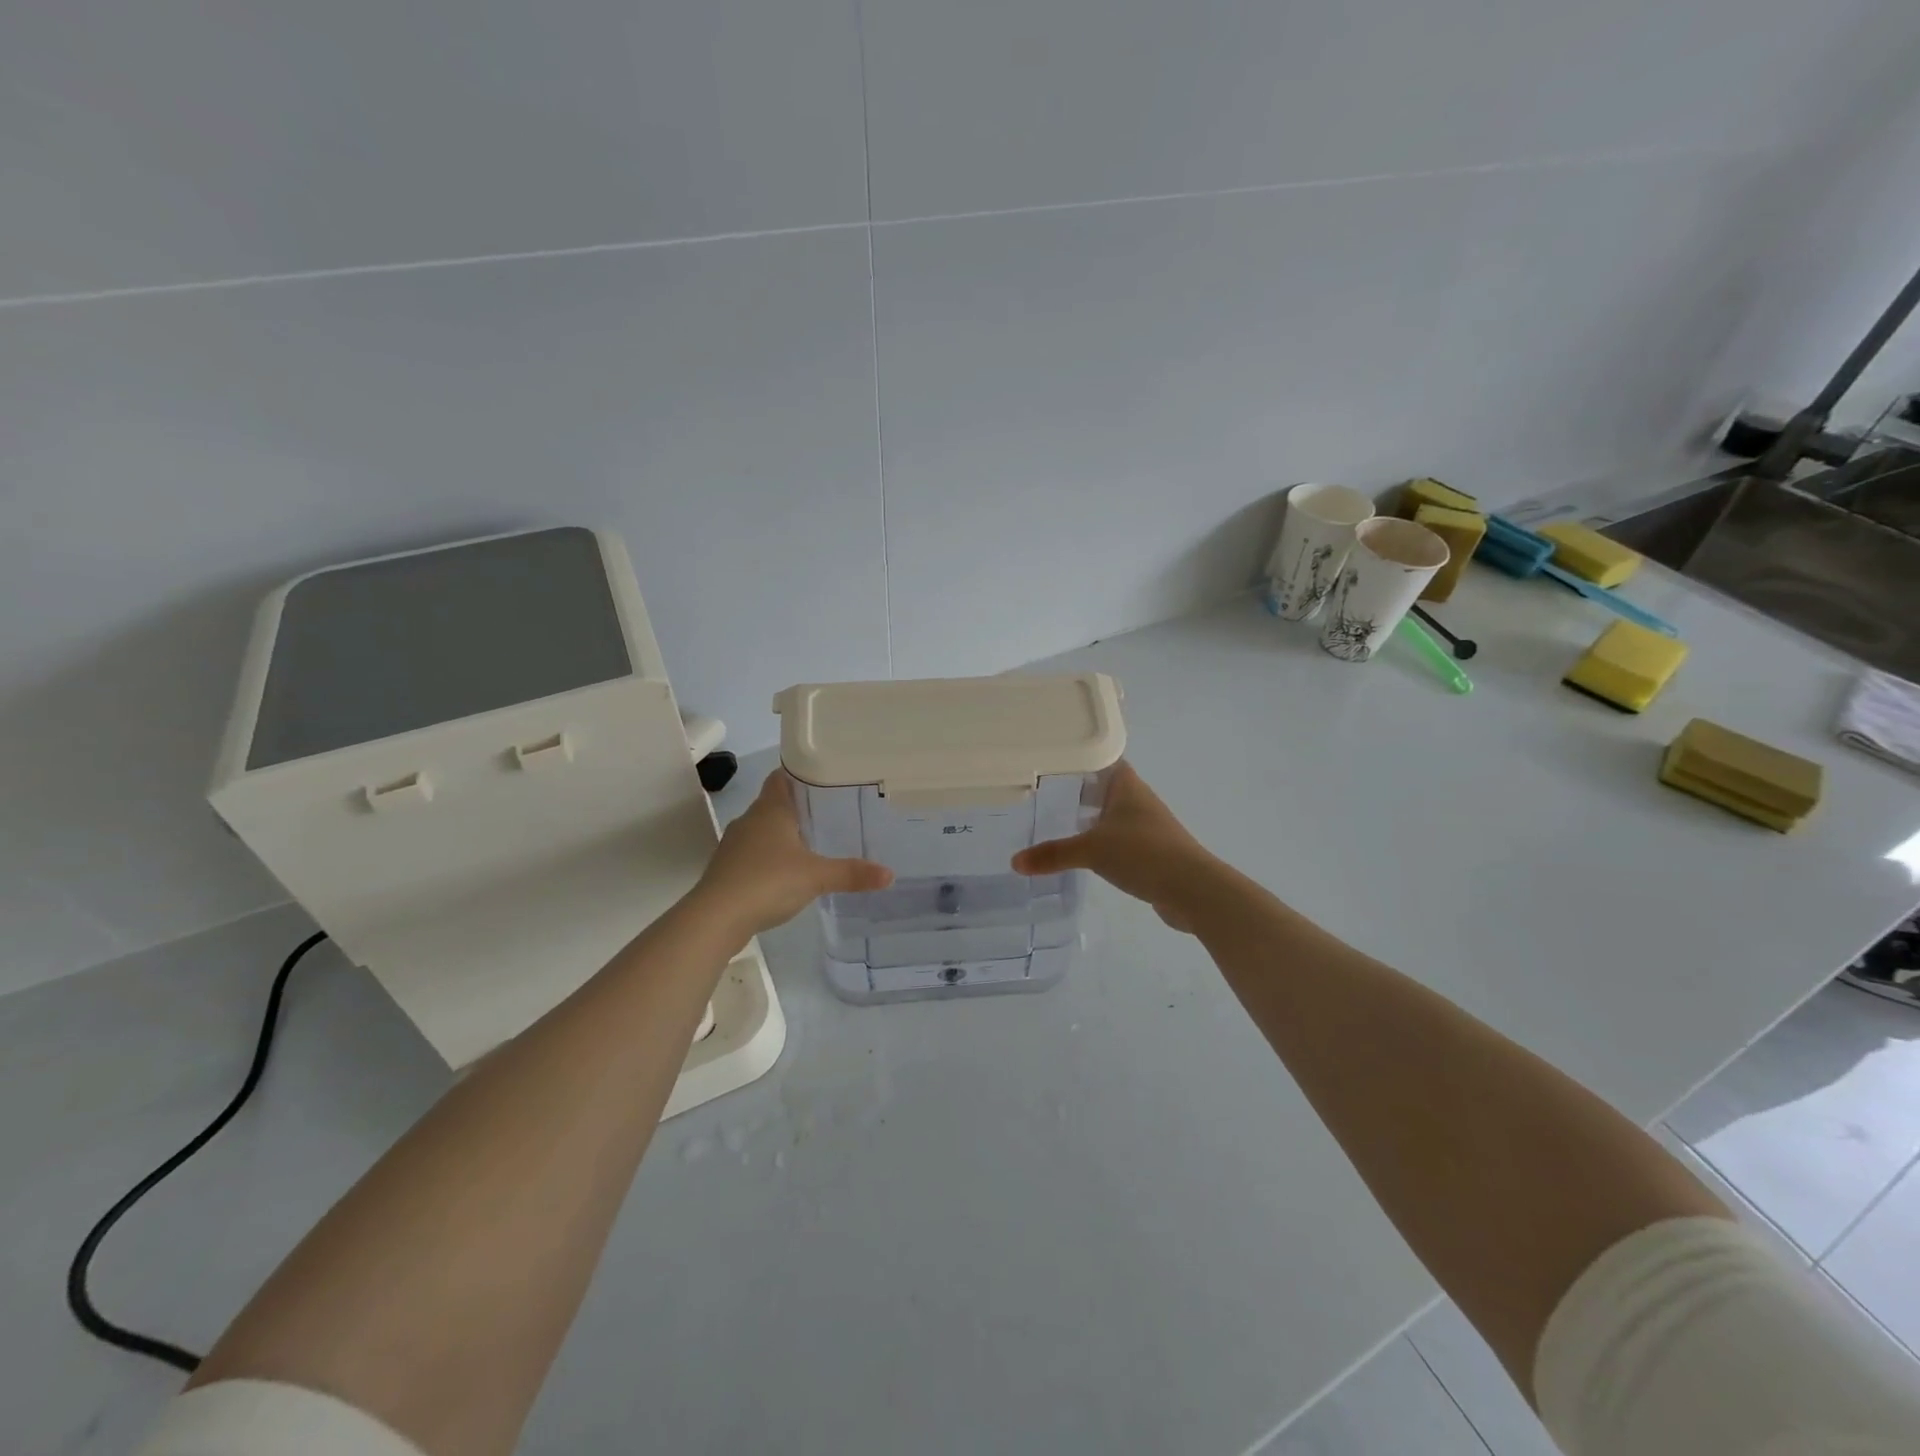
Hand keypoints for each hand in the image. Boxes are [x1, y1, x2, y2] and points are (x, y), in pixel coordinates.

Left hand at [695, 771, 892, 936]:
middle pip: (775, 804)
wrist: (716, 918)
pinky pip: (754, 854)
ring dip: (784, 835)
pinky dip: (771, 858)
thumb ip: (852, 873)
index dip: (800, 775)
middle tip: (831, 814)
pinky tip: (788, 873)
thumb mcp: (816, 877)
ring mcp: (735, 845)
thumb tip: (889, 874)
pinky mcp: (728, 869)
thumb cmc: (767, 882)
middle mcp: (750, 820)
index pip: (782, 777)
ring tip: (814, 844)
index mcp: (770, 809)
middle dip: (799, 808)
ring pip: (763, 830)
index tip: (825, 780)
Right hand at [1012, 761, 1218, 931]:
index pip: (1101, 760)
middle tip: (1045, 793)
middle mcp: (1139, 800)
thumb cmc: (1142, 854)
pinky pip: (1121, 840)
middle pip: (1106, 787)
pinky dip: (1103, 842)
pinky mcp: (1153, 852)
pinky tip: (1086, 854)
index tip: (1051, 761)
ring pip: (1114, 814)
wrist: (1192, 889)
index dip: (1079, 758)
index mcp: (1127, 786)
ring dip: (1092, 817)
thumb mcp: (1091, 851)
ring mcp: (1148, 827)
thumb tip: (1014, 862)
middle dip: (1079, 790)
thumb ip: (1053, 854)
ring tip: (1059, 822)